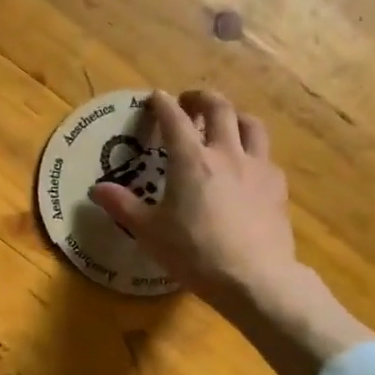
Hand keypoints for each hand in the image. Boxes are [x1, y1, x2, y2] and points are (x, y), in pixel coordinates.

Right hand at [88, 89, 372, 374]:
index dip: (162, 104)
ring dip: (235, 116)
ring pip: (251, 125)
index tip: (155, 97)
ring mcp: (257, 167)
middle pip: (220, 109)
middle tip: (189, 101)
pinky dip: (252, 149)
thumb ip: (123, 206)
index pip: (174, 119)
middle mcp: (226, 153)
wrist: (254, 277)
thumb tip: (96, 189)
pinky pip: (266, 155)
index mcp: (191, 160)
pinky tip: (246, 165)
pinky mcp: (277, 187)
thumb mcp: (149, 232)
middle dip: (202, 98)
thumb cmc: (194, 252)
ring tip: (225, 123)